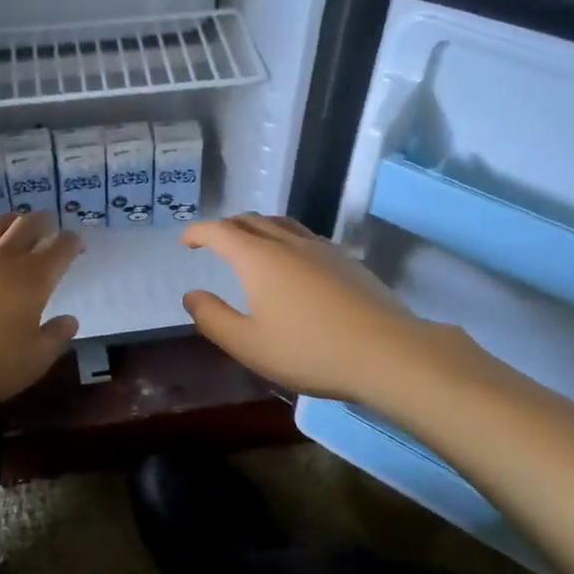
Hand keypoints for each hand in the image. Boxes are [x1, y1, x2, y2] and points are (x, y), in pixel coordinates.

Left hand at [0, 211, 83, 403]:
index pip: (60, 248)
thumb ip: (54, 339)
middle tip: (47, 223)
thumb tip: (70, 321)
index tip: (76, 244)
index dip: (71, 242)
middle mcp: (2, 258)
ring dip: (8, 221)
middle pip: (27, 226)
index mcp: (33, 279)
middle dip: (42, 221)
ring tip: (13, 222)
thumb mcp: (31, 363)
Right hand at [180, 214, 476, 402]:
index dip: (198, 232)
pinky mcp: (347, 260)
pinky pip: (306, 236)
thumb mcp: (249, 345)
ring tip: (250, 243)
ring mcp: (322, 248)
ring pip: (281, 224)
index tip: (186, 241)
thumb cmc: (310, 351)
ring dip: (257, 227)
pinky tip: (293, 261)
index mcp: (258, 259)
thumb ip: (213, 318)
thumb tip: (192, 295)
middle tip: (213, 241)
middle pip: (251, 220)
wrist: (387, 352)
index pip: (220, 232)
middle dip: (226, 226)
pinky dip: (285, 238)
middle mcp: (288, 243)